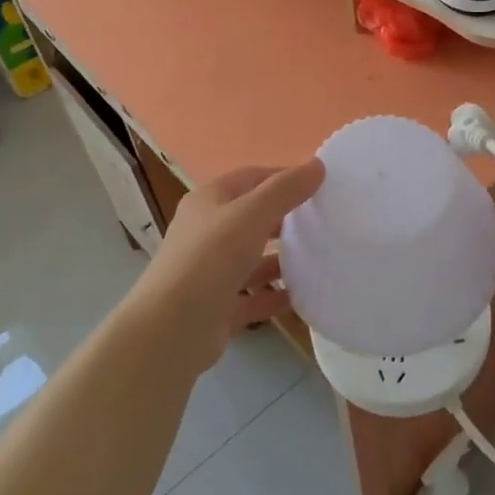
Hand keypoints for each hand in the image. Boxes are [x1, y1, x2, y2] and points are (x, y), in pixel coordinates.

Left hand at [133, 160, 324, 371]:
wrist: (172, 329)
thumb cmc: (210, 258)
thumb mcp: (251, 214)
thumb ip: (285, 190)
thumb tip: (317, 165)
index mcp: (208, 201)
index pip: (251, 178)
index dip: (283, 177)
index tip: (320, 184)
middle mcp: (207, 232)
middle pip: (252, 217)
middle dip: (285, 218)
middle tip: (323, 221)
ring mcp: (211, 272)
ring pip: (253, 258)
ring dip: (282, 258)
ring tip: (318, 257)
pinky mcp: (218, 307)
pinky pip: (253, 296)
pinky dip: (275, 295)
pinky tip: (302, 296)